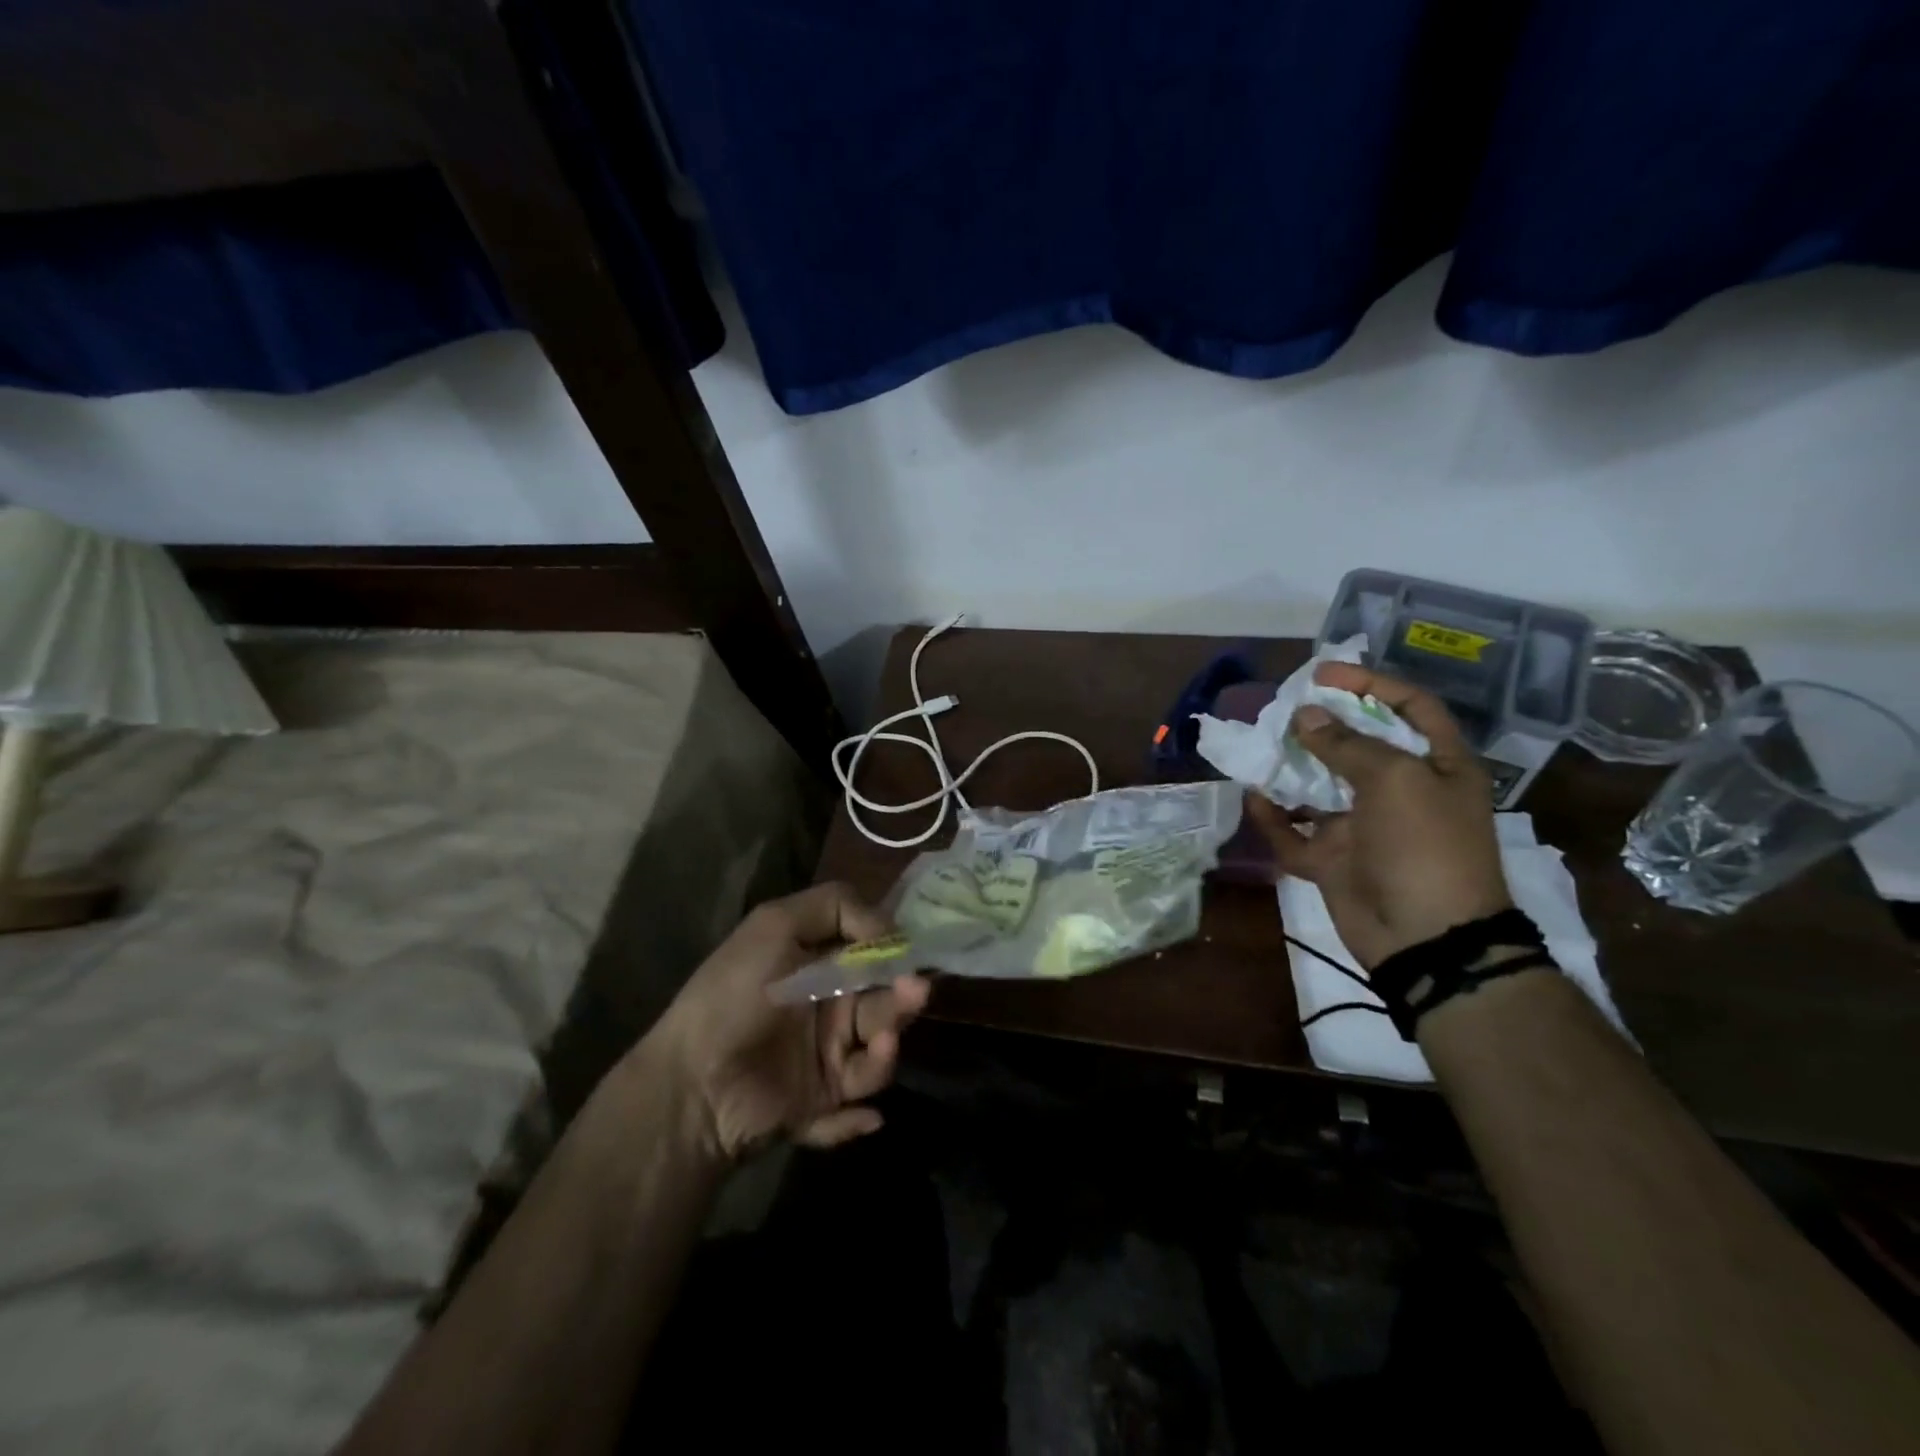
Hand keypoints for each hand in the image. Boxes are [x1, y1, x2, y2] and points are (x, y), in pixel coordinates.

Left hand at [648, 883, 929, 1161]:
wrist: (692, 1080)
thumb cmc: (735, 993)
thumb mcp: (775, 924)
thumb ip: (835, 906)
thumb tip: (889, 928)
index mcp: (820, 965)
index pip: (873, 955)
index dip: (894, 951)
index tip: (908, 949)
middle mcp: (830, 1008)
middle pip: (884, 1002)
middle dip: (902, 998)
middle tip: (913, 991)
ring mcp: (827, 1059)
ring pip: (878, 1053)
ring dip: (887, 1050)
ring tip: (882, 1043)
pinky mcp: (821, 1106)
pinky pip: (854, 1111)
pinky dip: (859, 1117)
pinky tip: (865, 1117)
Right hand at [1246, 663, 1511, 968]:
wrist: (1427, 940)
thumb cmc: (1425, 846)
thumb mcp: (1395, 780)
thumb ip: (1346, 744)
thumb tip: (1305, 716)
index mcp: (1436, 766)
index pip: (1408, 707)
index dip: (1370, 684)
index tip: (1323, 674)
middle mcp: (1401, 791)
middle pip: (1356, 744)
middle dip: (1320, 725)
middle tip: (1280, 710)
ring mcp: (1364, 826)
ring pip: (1319, 787)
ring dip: (1289, 769)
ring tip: (1258, 748)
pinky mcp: (1334, 859)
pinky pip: (1295, 833)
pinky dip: (1273, 818)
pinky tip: (1252, 799)